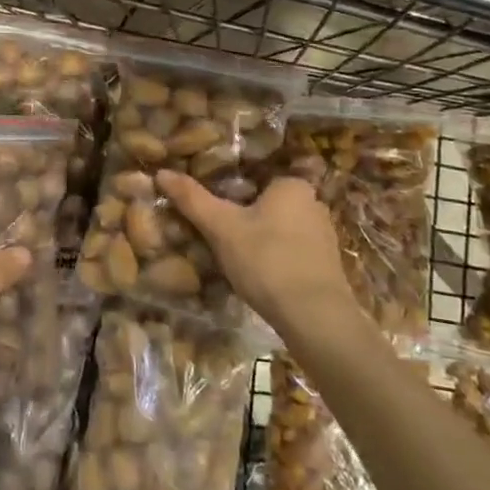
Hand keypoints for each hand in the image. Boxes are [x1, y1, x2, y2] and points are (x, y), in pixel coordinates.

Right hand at [157, 171, 353, 338]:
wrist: (316, 318)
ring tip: (234, 257)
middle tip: (217, 233)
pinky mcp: (327, 266)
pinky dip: (275, 259)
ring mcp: (325, 237)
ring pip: (280, 230)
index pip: (256, 177)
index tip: (213, 208)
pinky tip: (259, 276)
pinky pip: (292, 252)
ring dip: (260, 240)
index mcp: (292, 185)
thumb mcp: (222, 227)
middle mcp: (314, 204)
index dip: (231, 191)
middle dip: (245, 216)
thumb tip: (162, 172)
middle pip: (268, 203)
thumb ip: (192, 199)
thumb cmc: (267, 260)